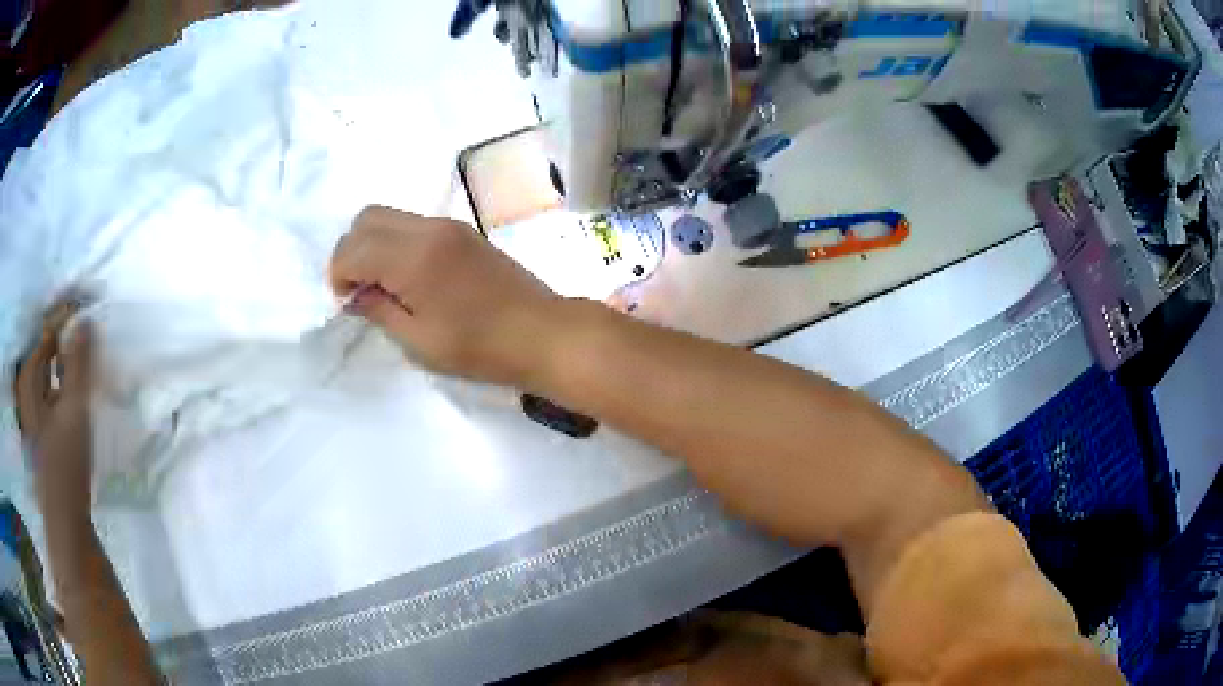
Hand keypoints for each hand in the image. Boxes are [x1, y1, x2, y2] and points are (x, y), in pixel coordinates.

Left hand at [14, 301, 94, 519]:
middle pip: (46, 352)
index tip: (87, 311)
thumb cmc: (65, 464)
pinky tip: (78, 392)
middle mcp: (28, 390)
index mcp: (29, 379)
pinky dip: (64, 385)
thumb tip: (85, 319)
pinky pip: (53, 393)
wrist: (65, 522)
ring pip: (49, 373)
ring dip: (66, 363)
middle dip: (65, 339)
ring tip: (88, 360)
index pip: (46, 334)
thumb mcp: (73, 410)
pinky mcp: (44, 433)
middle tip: (89, 333)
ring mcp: (34, 413)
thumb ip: (79, 363)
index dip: (65, 320)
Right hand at [330, 206, 563, 385]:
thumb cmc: (480, 347)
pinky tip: (409, 278)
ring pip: (390, 216)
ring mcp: (449, 226)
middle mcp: (429, 228)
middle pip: (367, 218)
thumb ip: (379, 310)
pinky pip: (414, 224)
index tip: (349, 303)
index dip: (338, 275)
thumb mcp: (419, 341)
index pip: (352, 247)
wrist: (543, 333)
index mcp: (413, 256)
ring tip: (385, 286)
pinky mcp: (464, 232)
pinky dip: (397, 243)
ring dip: (374, 244)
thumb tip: (354, 294)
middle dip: (352, 251)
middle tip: (362, 291)